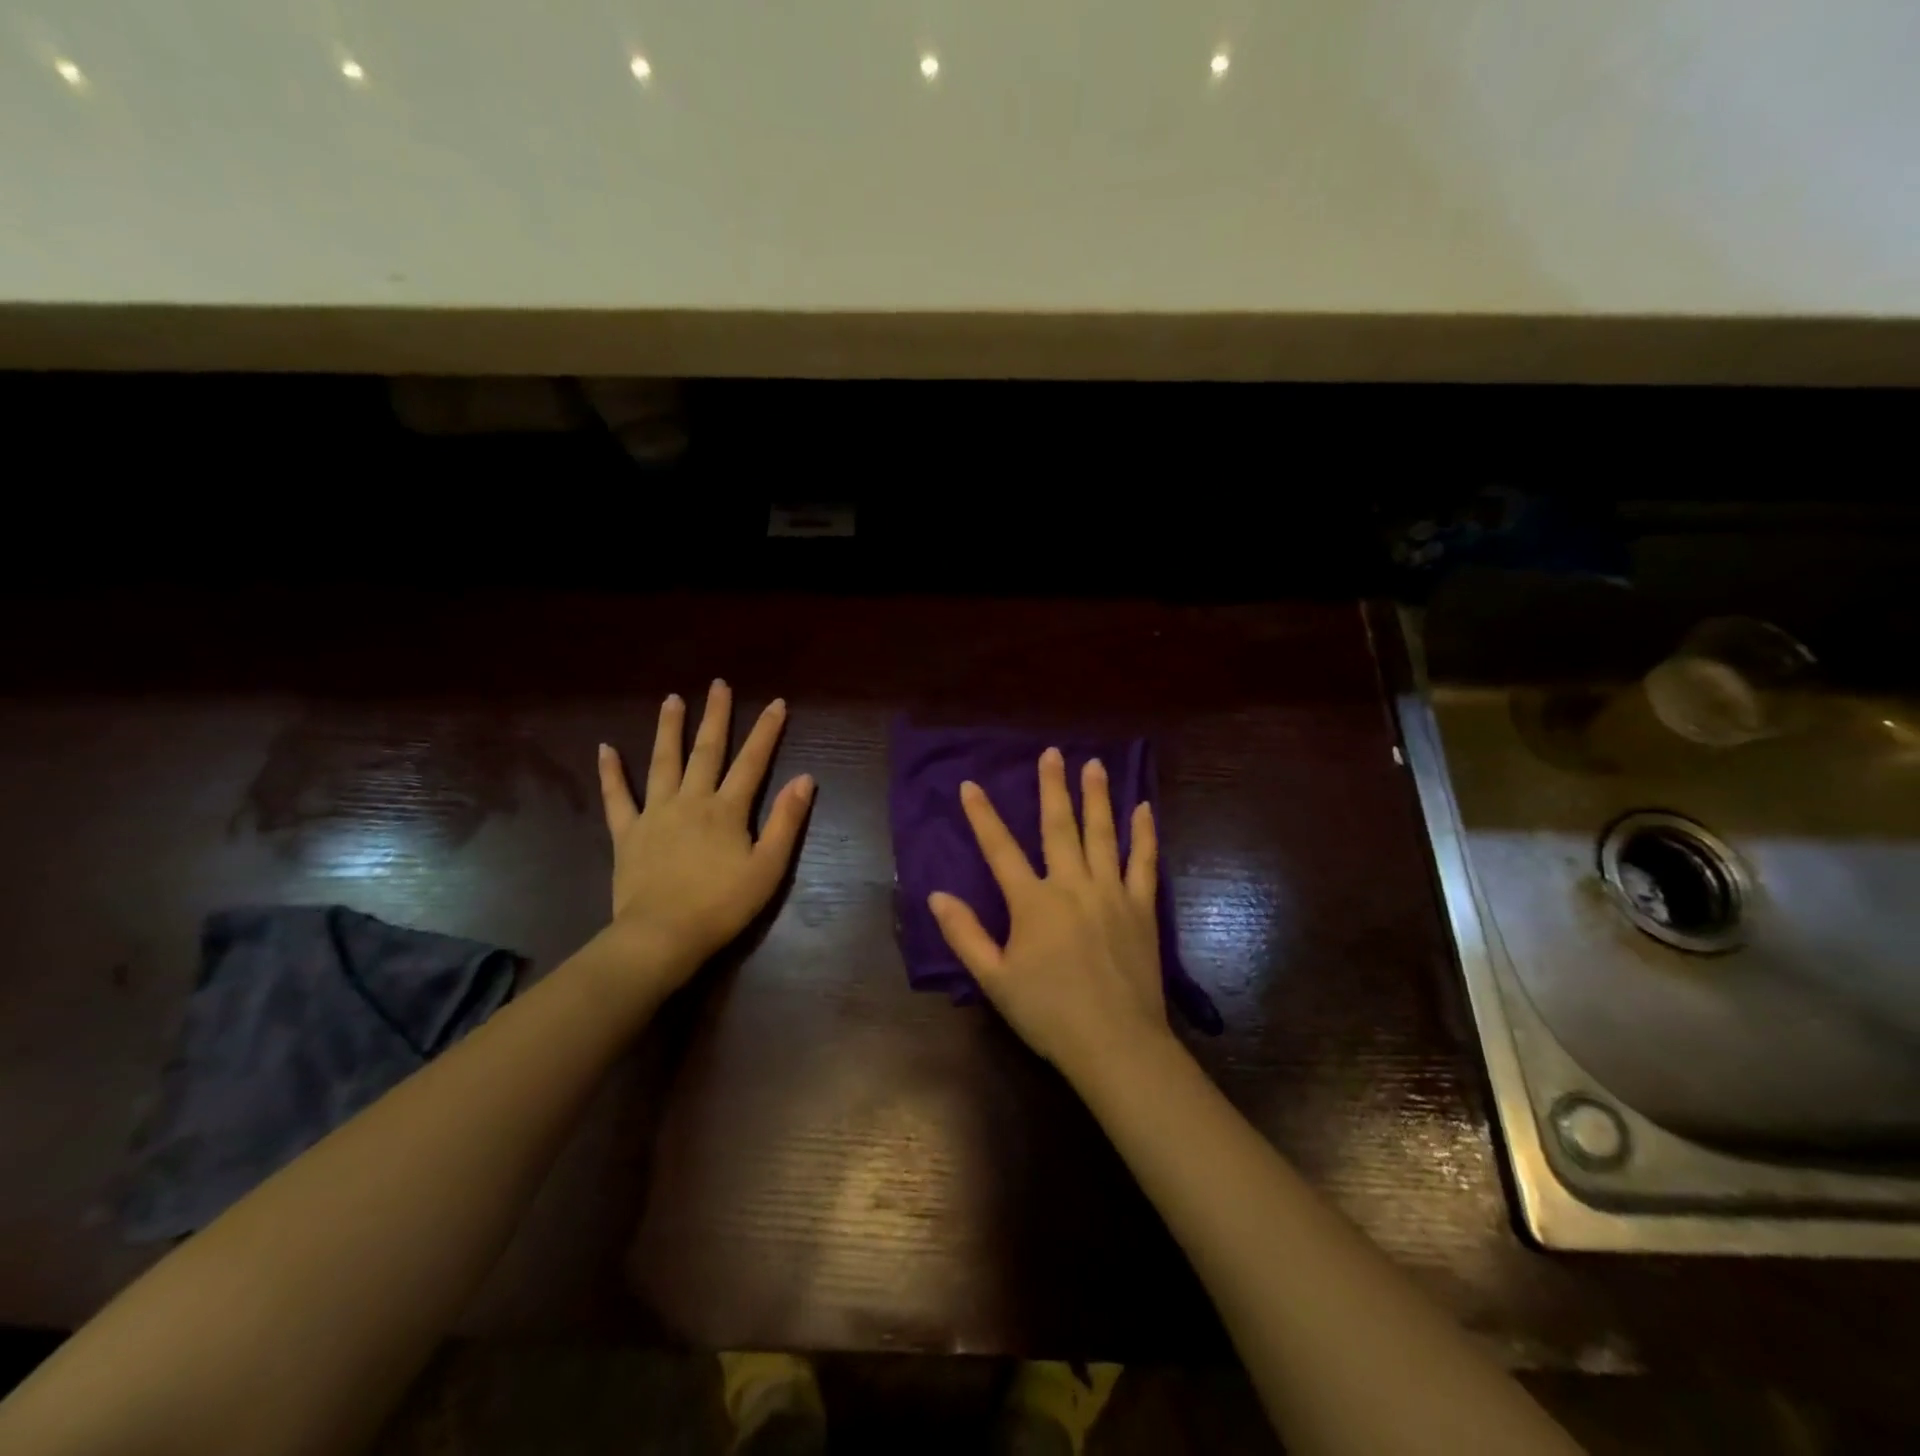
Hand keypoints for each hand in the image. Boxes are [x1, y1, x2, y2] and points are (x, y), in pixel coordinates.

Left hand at [596, 681, 813, 989]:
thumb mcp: (768, 867)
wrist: (661, 936)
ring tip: (671, 699)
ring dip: (668, 729)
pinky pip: (617, 797)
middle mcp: (691, 800)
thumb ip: (787, 821)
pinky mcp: (627, 833)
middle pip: (706, 751)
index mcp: (727, 809)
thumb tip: (805, 778)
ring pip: (662, 762)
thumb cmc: (722, 906)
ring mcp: (655, 814)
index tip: (777, 702)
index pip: (752, 761)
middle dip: (715, 716)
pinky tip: (606, 749)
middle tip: (718, 684)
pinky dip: (611, 773)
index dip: (766, 731)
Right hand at [928, 747, 1173, 1081]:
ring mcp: (1111, 892)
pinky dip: (1144, 833)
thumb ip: (965, 934)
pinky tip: (1144, 808)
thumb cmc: (1048, 1013)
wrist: (1115, 1043)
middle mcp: (1072, 885)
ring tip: (1095, 765)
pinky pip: (1144, 862)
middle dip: (1053, 787)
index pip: (1000, 849)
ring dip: (1098, 797)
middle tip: (1052, 753)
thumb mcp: (994, 979)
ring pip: (1103, 834)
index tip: (971, 784)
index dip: (983, 815)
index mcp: (1032, 902)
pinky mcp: (1142, 907)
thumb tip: (936, 896)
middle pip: (1059, 827)